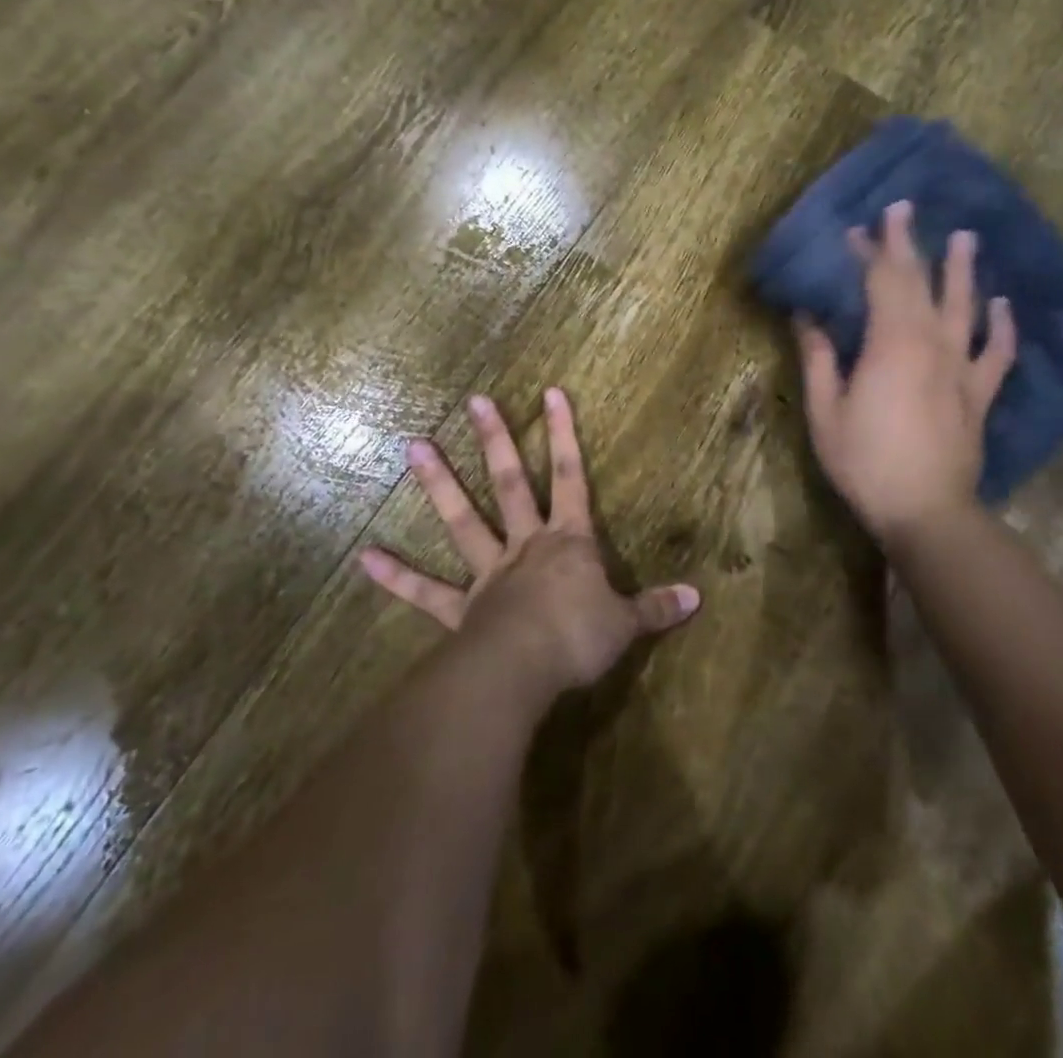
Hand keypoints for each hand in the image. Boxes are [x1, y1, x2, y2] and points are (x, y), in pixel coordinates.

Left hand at [359, 388, 701, 697]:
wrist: (525, 670)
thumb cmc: (579, 639)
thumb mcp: (626, 623)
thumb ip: (657, 607)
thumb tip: (698, 597)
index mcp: (567, 542)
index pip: (572, 477)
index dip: (565, 435)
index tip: (551, 392)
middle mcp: (525, 545)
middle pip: (510, 483)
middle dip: (496, 440)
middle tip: (474, 401)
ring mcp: (488, 573)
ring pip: (462, 520)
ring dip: (438, 484)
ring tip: (412, 446)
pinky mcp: (460, 609)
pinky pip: (425, 591)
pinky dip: (397, 575)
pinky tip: (365, 556)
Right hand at [796, 201, 1016, 540]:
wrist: (925, 510)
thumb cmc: (865, 460)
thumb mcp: (825, 411)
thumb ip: (819, 359)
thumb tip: (806, 317)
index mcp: (890, 344)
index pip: (880, 282)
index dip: (869, 252)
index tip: (857, 228)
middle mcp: (931, 344)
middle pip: (920, 283)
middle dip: (908, 245)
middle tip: (903, 210)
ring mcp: (962, 367)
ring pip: (965, 306)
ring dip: (962, 270)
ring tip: (965, 237)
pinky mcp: (979, 393)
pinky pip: (997, 351)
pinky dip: (1002, 325)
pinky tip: (1001, 304)